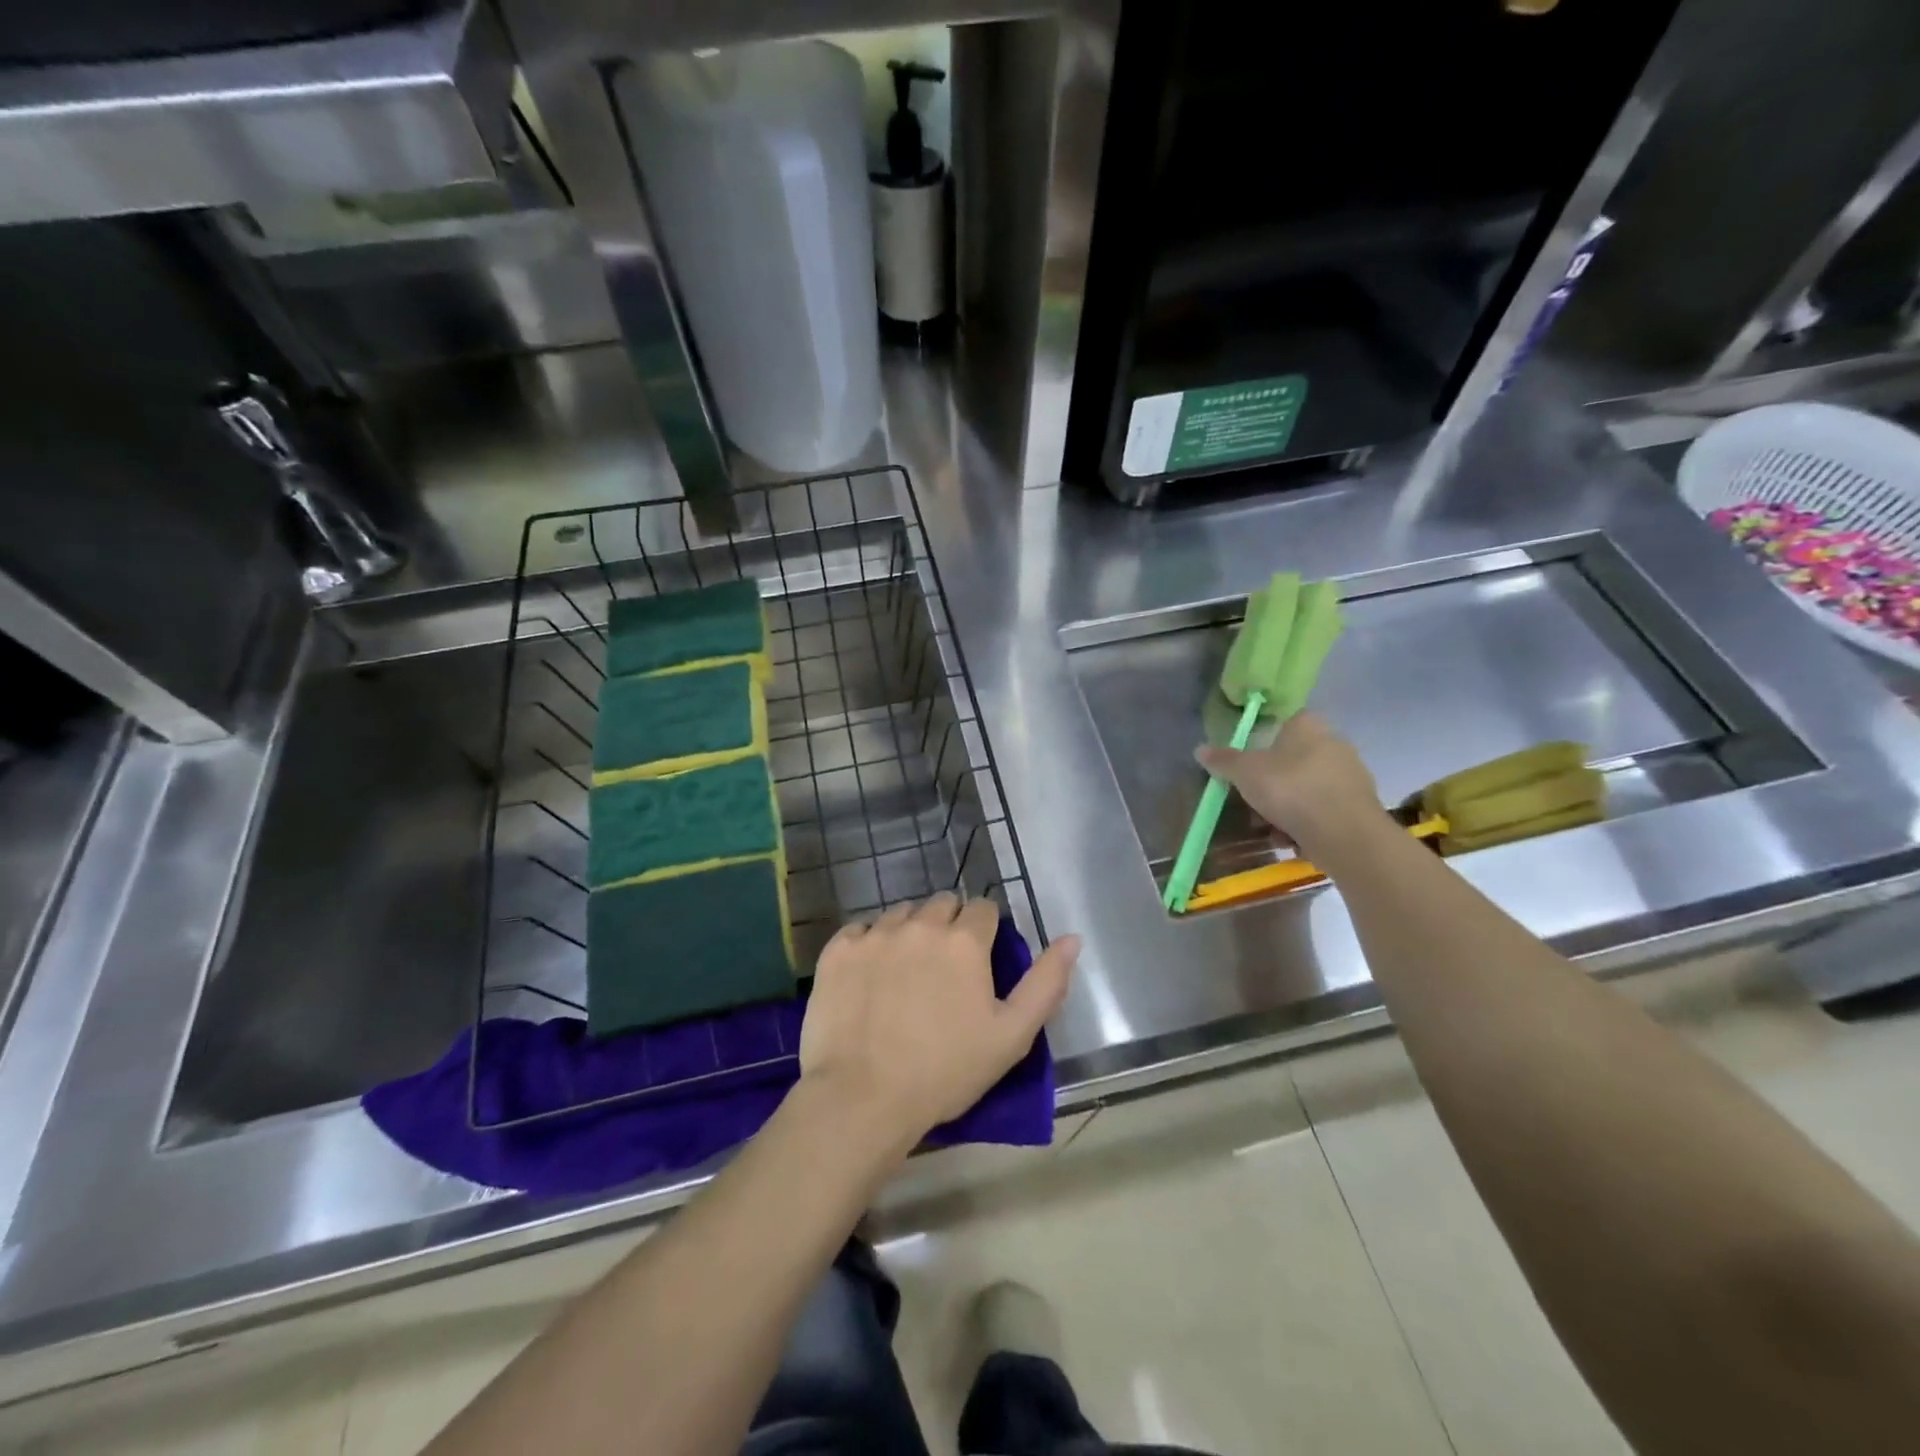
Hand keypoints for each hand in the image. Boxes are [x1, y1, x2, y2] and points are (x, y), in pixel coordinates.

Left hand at [798, 896, 1078, 1151]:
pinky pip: (859, 930)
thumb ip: (1046, 983)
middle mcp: (920, 924)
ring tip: (904, 975)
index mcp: (964, 941)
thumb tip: (1072, 938)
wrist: (862, 1098)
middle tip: (943, 971)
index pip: (983, 909)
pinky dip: (868, 945)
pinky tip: (869, 980)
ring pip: (901, 914)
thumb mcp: (1012, 1036)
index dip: (985, 933)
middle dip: (948, 927)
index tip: (978, 963)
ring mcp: (874, 934)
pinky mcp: (838, 950)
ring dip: (909, 933)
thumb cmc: (945, 1072)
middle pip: (942, 904)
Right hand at [1196, 712, 1378, 859]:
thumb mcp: (1245, 773)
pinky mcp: (1359, 807)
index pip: (1280, 724)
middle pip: (1290, 761)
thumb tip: (1200, 749)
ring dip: (1284, 810)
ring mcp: (1350, 776)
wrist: (1346, 835)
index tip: (1245, 768)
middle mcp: (1333, 743)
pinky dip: (1305, 824)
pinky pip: (1321, 811)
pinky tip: (1292, 842)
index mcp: (1308, 725)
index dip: (1259, 744)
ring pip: (1304, 789)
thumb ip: (1223, 760)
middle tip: (1251, 804)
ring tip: (1270, 831)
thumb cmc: (1291, 790)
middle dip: (1268, 786)